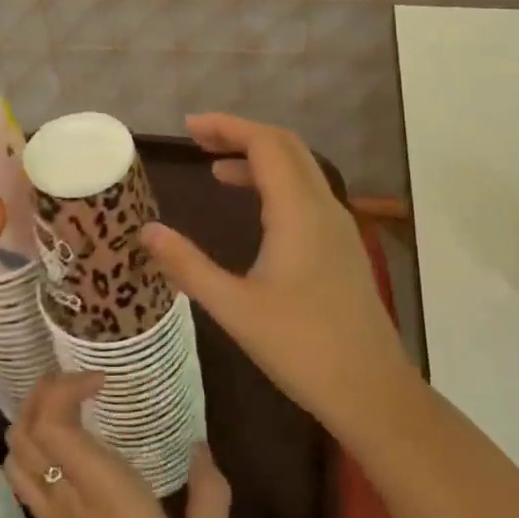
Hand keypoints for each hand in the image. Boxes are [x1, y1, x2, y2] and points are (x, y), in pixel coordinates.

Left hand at [7, 372, 230, 517]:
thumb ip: (210, 495)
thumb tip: (201, 447)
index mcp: (109, 497)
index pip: (57, 424)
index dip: (67, 388)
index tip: (103, 381)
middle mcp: (71, 502)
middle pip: (27, 430)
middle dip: (44, 392)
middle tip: (81, 381)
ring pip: (17, 454)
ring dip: (32, 418)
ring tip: (69, 406)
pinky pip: (25, 481)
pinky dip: (32, 450)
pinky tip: (63, 451)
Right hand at [142, 113, 413, 440]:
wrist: (372, 391)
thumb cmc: (302, 348)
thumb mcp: (235, 308)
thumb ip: (188, 266)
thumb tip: (146, 230)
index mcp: (299, 212)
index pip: (265, 143)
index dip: (226, 126)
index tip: (188, 128)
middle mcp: (323, 206)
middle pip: (285, 145)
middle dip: (241, 134)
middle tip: (198, 140)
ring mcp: (338, 225)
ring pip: (299, 168)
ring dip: (259, 158)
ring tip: (215, 168)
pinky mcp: (342, 245)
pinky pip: (307, 193)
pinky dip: (275, 183)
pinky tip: (253, 208)